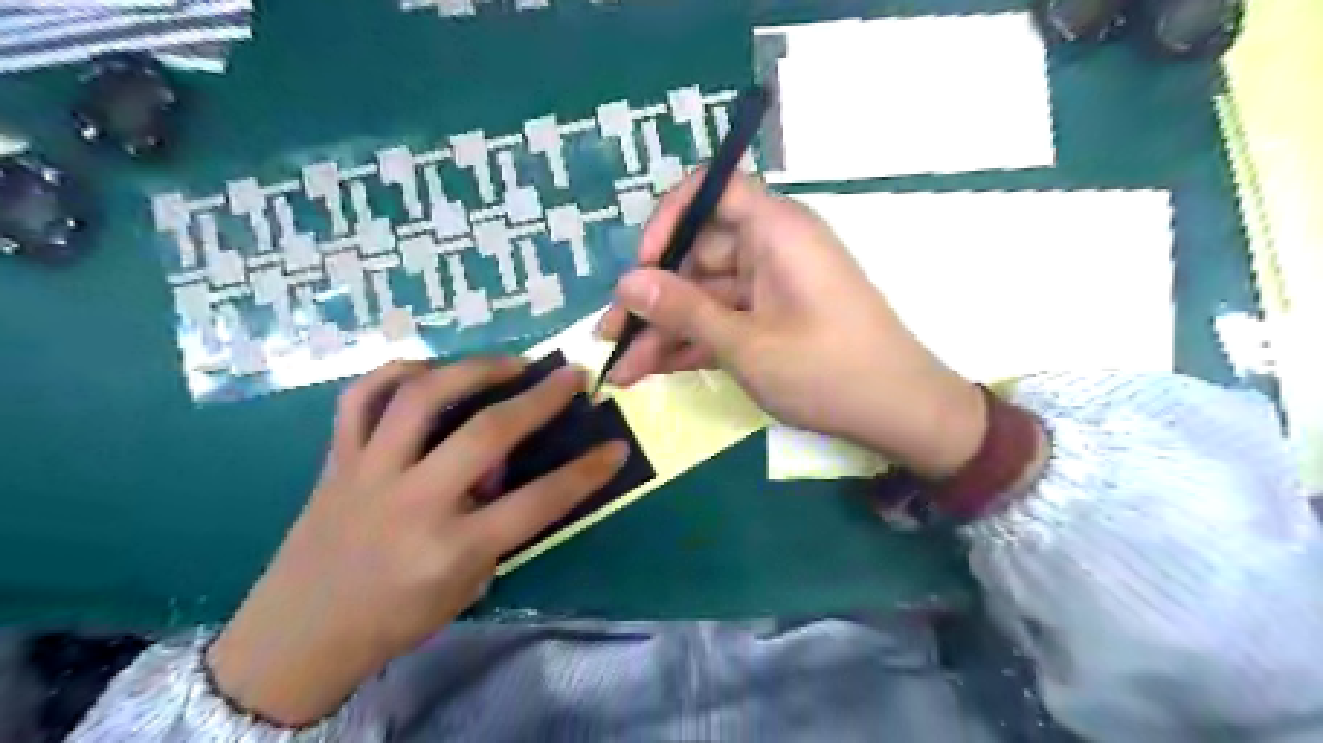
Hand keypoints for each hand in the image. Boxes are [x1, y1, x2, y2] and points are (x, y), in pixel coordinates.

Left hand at [207, 361, 629, 723]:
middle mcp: (413, 501)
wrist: (297, 635)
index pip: (537, 503)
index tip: (616, 447)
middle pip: (487, 434)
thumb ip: (497, 526)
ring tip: (510, 362)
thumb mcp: (466, 585)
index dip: (586, 473)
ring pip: (422, 397)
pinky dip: (399, 372)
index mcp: (451, 548)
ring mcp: (369, 472)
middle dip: (541, 398)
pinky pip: (362, 396)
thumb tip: (507, 468)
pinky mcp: (338, 458)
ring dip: (475, 369)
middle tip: (571, 374)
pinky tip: (431, 371)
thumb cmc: (396, 617)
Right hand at [600, 170, 980, 474]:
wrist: (901, 414)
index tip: (643, 266)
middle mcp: (772, 247)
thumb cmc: (827, 371)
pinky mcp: (774, 317)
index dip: (669, 219)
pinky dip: (695, 343)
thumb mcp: (746, 344)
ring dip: (666, 330)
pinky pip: (725, 318)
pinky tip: (654, 370)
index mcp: (776, 230)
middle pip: (698, 254)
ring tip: (623, 370)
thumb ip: (683, 311)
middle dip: (653, 298)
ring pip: (706, 295)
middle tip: (611, 337)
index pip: (713, 188)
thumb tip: (626, 283)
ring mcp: (773, 285)